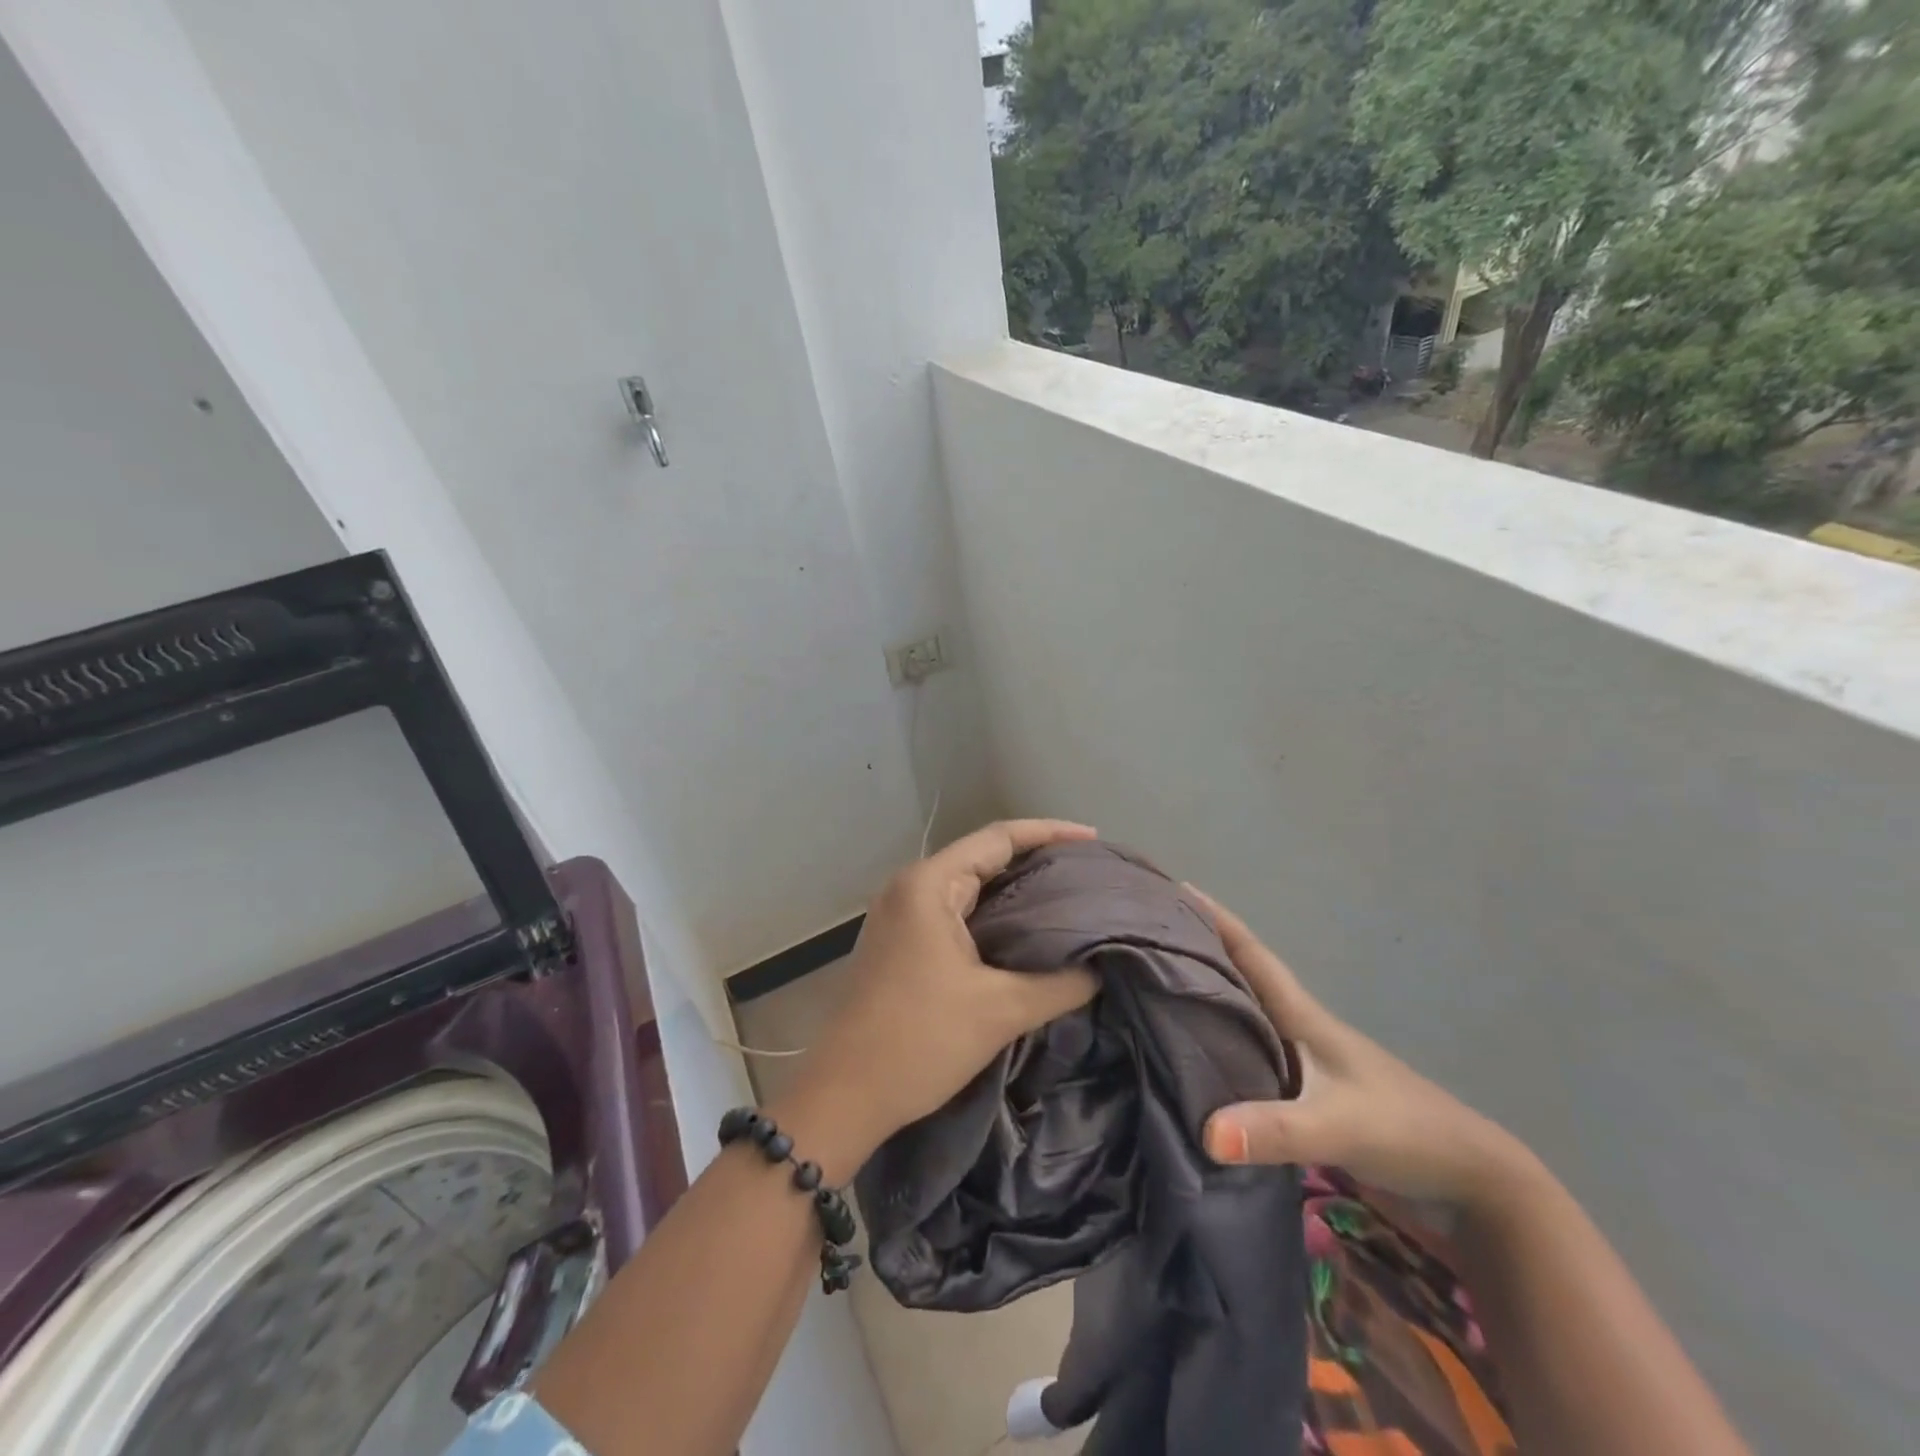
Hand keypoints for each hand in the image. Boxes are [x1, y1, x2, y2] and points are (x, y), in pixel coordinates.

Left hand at [771, 820, 1100, 1180]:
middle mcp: (911, 887)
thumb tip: (1102, 968)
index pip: (998, 838)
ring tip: (1068, 898)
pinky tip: (1026, 932)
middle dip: (1037, 861)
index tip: (1093, 840)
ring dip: (1015, 890)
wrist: (844, 1095)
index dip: (1049, 833)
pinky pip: (955, 912)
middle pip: (983, 857)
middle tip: (1089, 873)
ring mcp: (900, 915)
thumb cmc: (919, 1040)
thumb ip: (1060, 983)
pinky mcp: (900, 943)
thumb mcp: (1000, 1010)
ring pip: (969, 887)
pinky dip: (993, 915)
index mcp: (929, 884)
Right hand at [1185, 885, 1528, 1210]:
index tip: (1173, 888)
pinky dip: (1220, 1046)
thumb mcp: (1339, 1126)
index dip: (1214, 919)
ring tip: (1158, 986)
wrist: (1471, 1184)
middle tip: (1149, 934)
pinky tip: (1195, 1058)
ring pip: (1244, 1016)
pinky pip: (1249, 1057)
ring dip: (1207, 997)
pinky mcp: (1307, 1097)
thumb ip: (1274, 1130)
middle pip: (1240, 977)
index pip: (1251, 954)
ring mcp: (1304, 1064)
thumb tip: (1205, 1132)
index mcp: (1304, 1017)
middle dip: (1198, 950)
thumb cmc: (1406, 1132)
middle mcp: (1298, 1030)